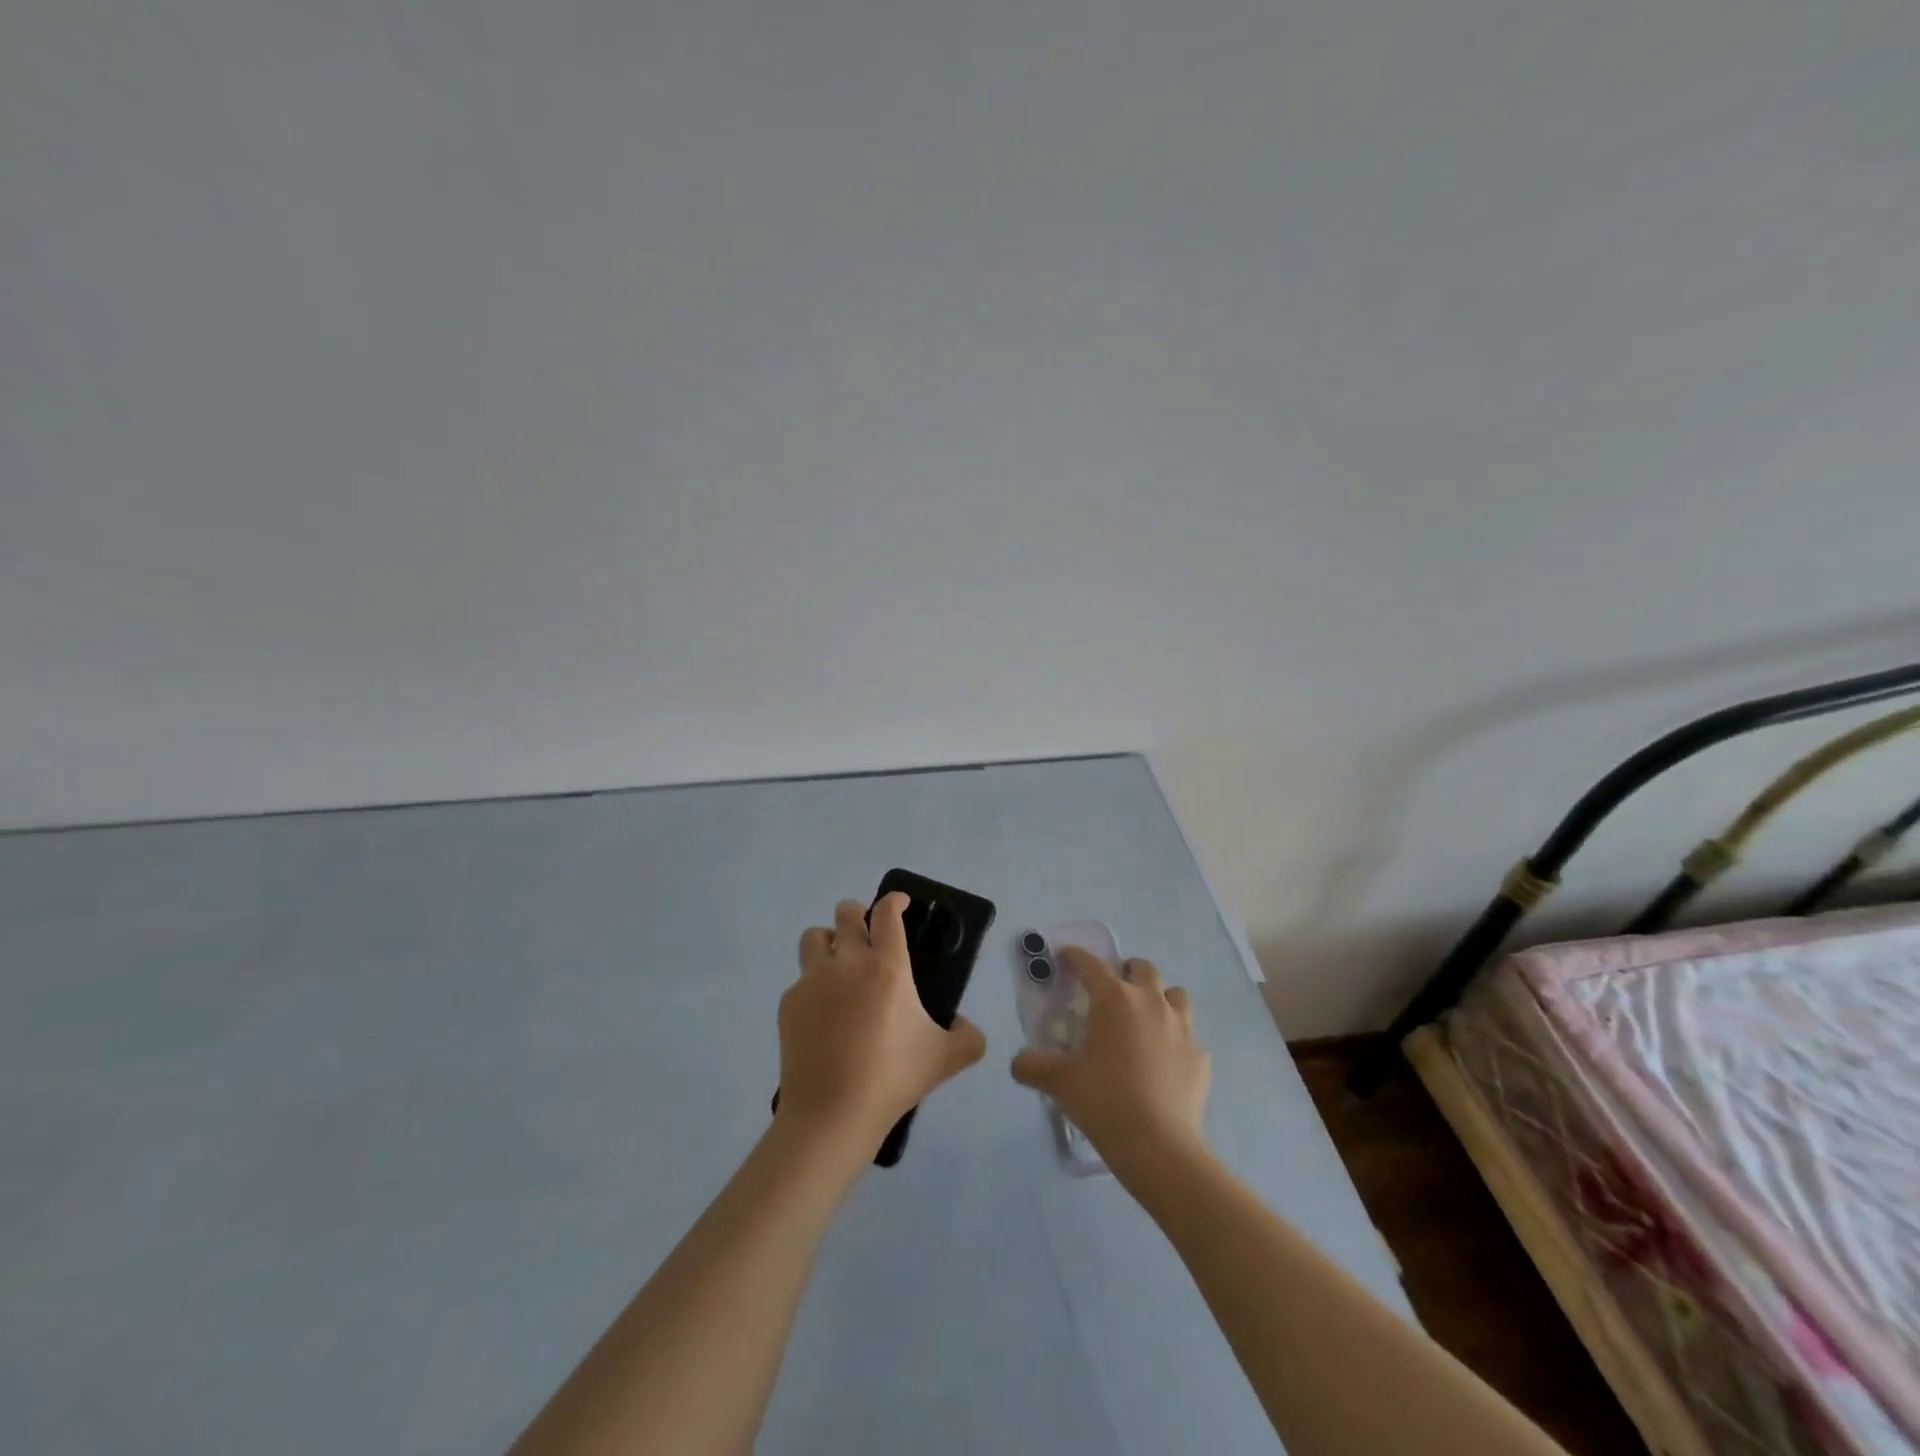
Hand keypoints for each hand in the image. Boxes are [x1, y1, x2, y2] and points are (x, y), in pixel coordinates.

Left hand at [776, 893, 987, 1156]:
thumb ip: (969, 1038)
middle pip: (846, 913)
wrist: (831, 1113)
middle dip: (858, 914)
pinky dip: (813, 985)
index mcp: (887, 967)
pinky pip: (801, 979)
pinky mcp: (789, 1002)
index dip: (895, 900)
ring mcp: (813, 980)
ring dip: (829, 940)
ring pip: (815, 937)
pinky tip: (824, 1013)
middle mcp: (848, 962)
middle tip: (868, 933)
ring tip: (838, 962)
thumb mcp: (946, 1059)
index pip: (887, 913)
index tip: (901, 903)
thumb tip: (966, 1026)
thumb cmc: (892, 1078)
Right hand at [1011, 949, 1210, 1186]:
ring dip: (1159, 998)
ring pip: (1175, 994)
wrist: (1159, 1146)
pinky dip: (1175, 1040)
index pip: (1090, 964)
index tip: (1065, 957)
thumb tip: (1018, 1062)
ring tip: (1144, 1021)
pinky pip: (1189, 1036)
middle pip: (1142, 968)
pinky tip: (1164, 1063)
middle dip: (1125, 972)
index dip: (1075, 956)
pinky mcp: (1201, 1056)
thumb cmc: (1104, 1101)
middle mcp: (1151, 1002)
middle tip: (1110, 994)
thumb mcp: (1059, 1082)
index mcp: (1114, 999)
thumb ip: (1032, 1066)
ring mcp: (1182, 1027)